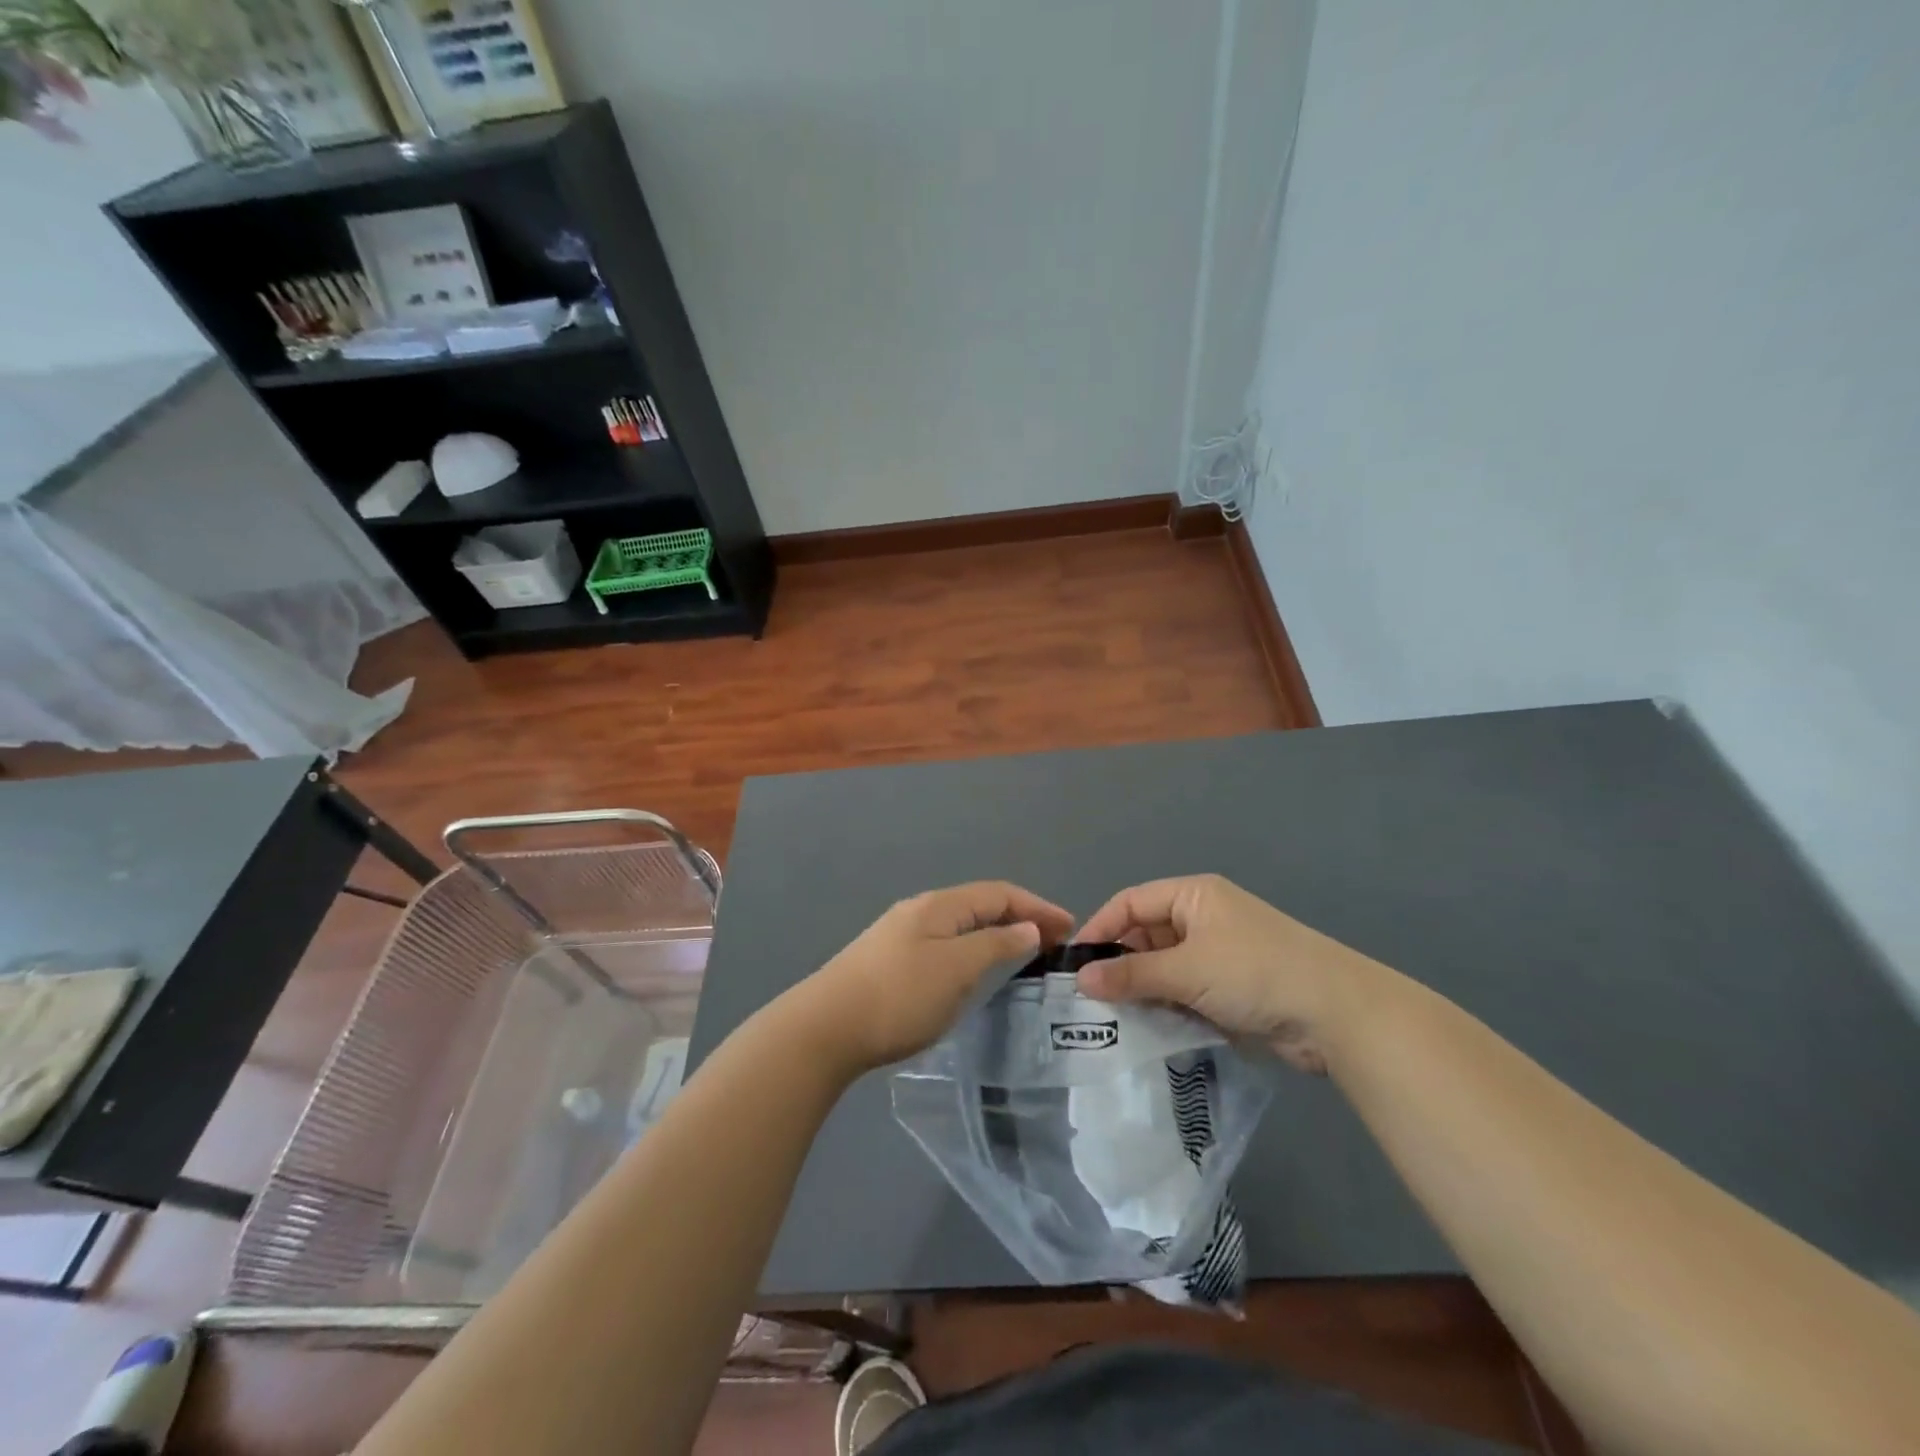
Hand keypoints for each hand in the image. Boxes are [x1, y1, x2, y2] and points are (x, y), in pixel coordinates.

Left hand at [792, 882, 1073, 1074]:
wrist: (824, 1029)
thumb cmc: (899, 996)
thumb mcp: (957, 969)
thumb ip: (996, 945)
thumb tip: (1027, 927)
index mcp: (939, 905)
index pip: (999, 893)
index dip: (1037, 906)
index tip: (1070, 928)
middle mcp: (920, 910)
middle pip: (979, 905)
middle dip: (1018, 918)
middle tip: (1051, 944)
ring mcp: (900, 935)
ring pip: (960, 926)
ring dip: (995, 935)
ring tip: (1021, 956)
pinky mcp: (888, 961)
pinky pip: (944, 945)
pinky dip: (972, 951)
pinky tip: (973, 973)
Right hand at [1074, 874, 1388, 1073]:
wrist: (1337, 1014)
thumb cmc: (1254, 973)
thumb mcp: (1187, 970)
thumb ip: (1131, 974)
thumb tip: (1080, 981)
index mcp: (1193, 896)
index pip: (1130, 903)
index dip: (1100, 929)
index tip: (1074, 965)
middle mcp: (1202, 918)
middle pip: (1145, 935)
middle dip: (1119, 965)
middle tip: (1091, 1000)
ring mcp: (1218, 954)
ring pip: (1163, 968)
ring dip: (1142, 990)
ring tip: (1113, 1020)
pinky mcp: (1229, 988)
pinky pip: (1183, 991)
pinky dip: (1166, 1007)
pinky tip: (1148, 1029)